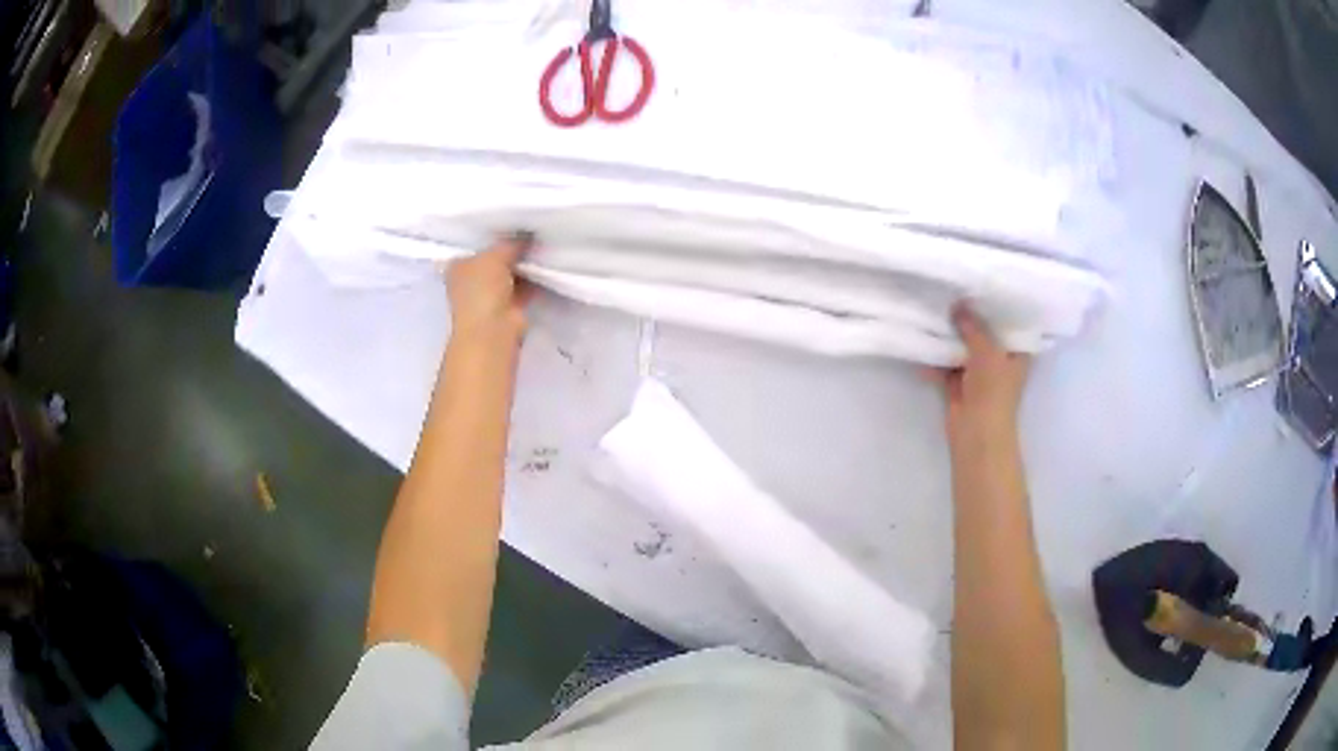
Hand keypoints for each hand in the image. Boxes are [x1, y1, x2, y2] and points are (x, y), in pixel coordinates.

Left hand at [447, 233, 532, 346]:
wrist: (493, 330)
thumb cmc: (482, 289)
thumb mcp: (494, 255)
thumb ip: (510, 243)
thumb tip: (527, 234)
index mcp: (458, 266)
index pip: (475, 245)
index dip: (493, 234)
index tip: (513, 223)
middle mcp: (471, 280)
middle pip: (494, 259)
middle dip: (512, 249)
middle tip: (533, 230)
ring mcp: (490, 295)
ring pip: (510, 273)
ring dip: (524, 264)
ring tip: (543, 243)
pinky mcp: (509, 307)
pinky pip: (523, 286)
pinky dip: (534, 278)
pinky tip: (547, 263)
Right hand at [930, 305, 1031, 445]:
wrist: (977, 433)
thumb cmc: (993, 391)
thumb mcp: (987, 350)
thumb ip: (973, 326)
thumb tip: (957, 305)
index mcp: (1016, 352)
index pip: (1010, 322)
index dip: (997, 305)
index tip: (981, 284)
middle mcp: (999, 361)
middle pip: (983, 333)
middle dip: (968, 318)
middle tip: (951, 292)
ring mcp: (978, 375)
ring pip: (962, 349)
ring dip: (949, 338)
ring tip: (933, 312)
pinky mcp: (959, 386)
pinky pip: (946, 366)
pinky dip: (936, 359)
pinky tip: (922, 343)